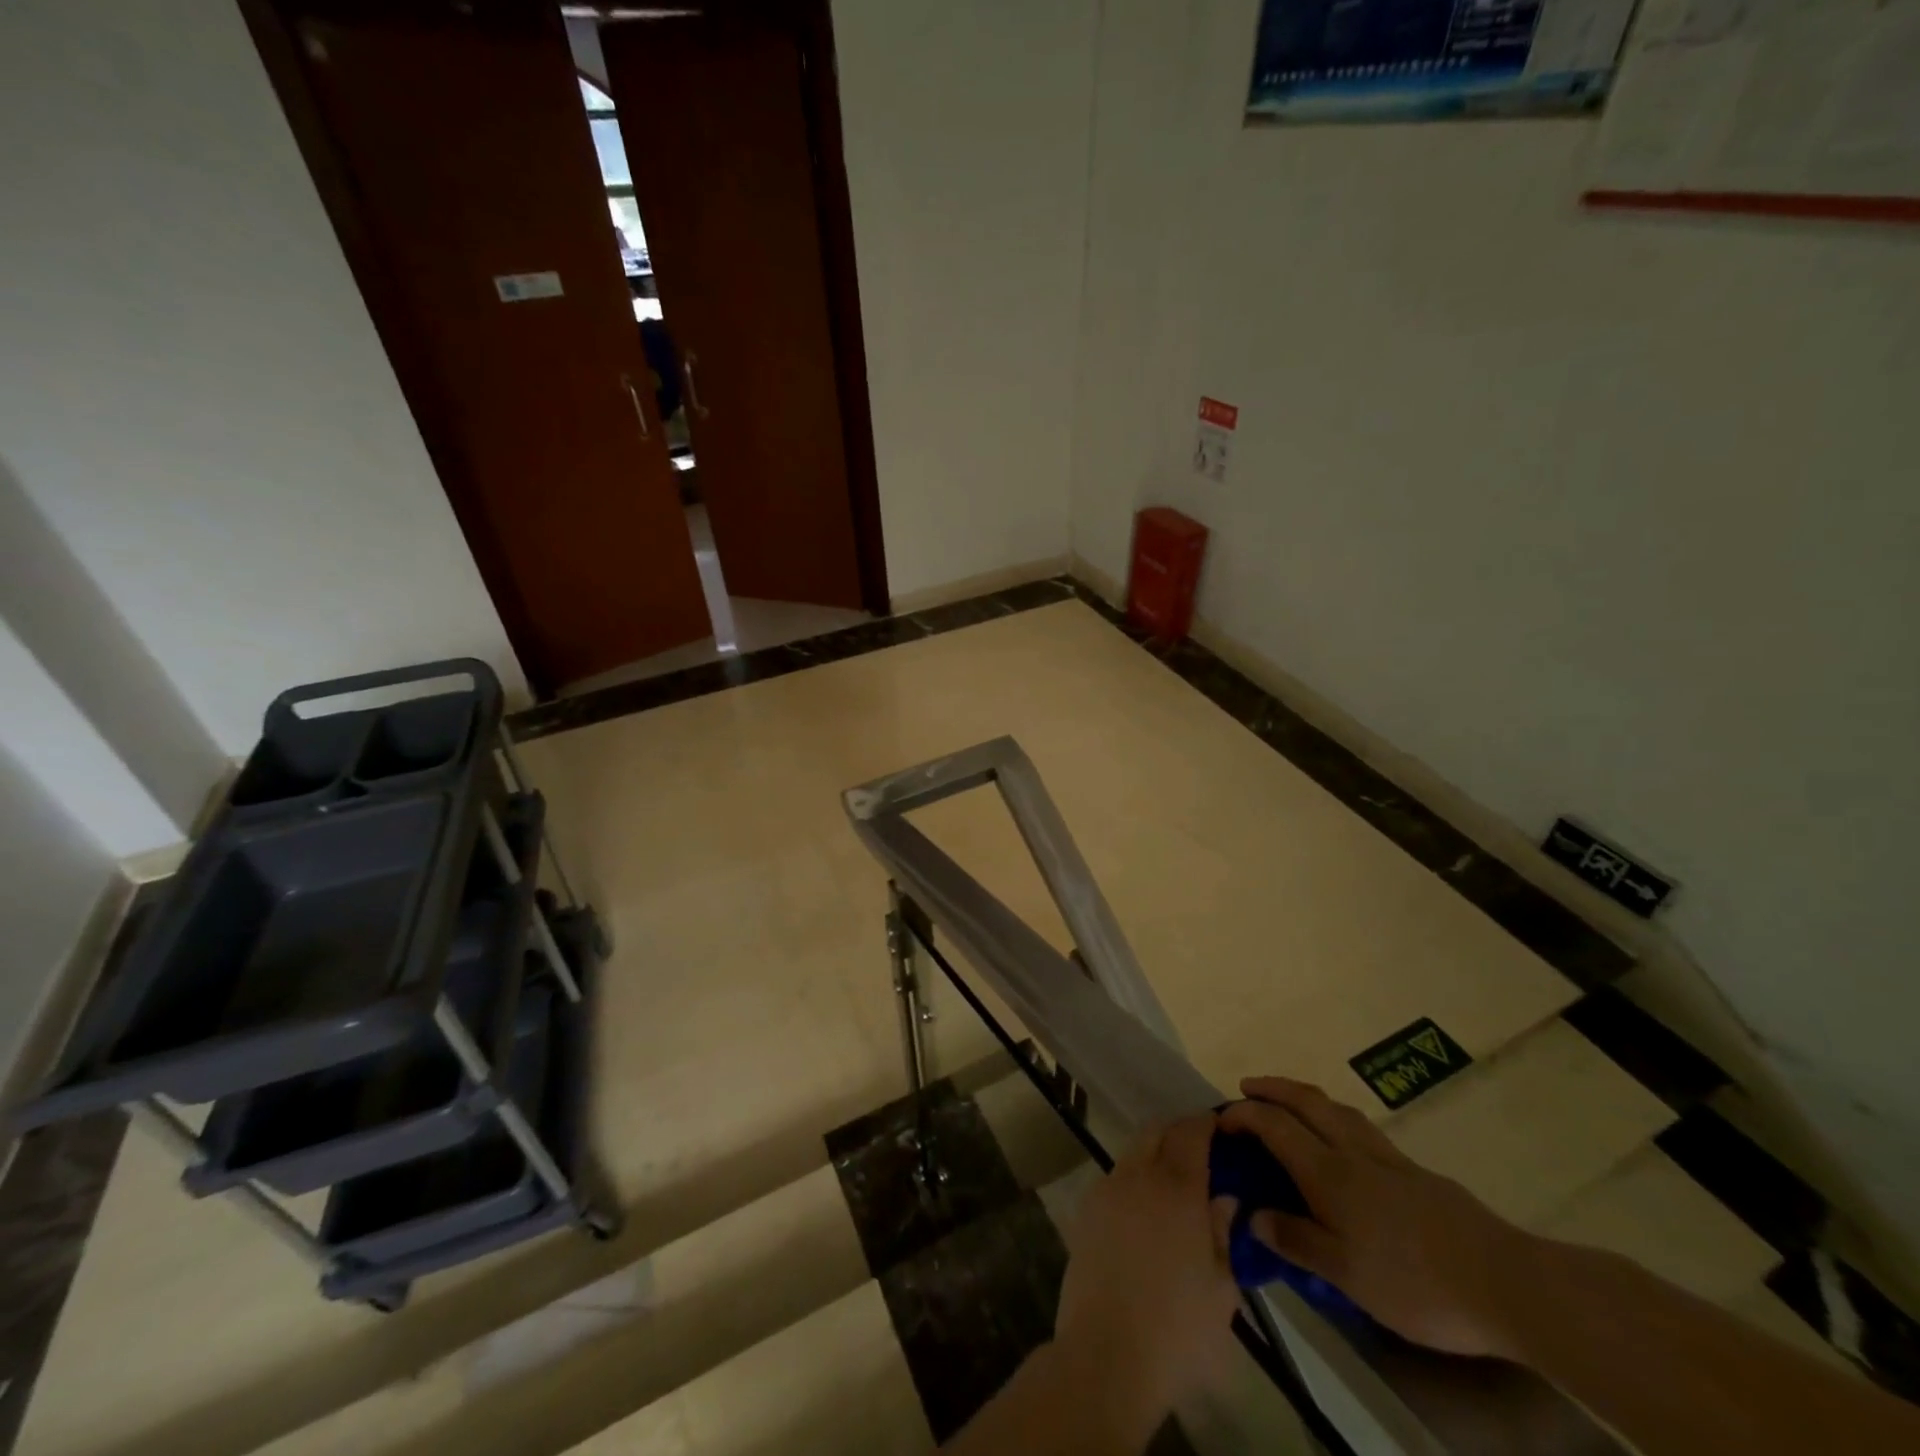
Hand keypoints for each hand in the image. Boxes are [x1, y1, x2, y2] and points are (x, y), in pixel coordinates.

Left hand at [1052, 1116, 1241, 1426]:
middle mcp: (1138, 1175)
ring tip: (1173, 1183)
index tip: (1220, 1124)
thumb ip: (1222, 1233)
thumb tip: (1224, 1198)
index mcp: (1177, 1188)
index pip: (1191, 1132)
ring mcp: (1107, 1189)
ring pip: (1133, 1152)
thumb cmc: (1177, 1329)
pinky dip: (1134, 1179)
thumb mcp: (1220, 1288)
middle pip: (1156, 1131)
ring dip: (1153, 1154)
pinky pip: (1115, 1178)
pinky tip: (1145, 1211)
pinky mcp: (1086, 1209)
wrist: (1106, 1354)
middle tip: (1199, 1151)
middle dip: (1177, 1132)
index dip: (1205, 1122)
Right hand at [1219, 1077, 1537, 1358]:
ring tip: (1291, 1103)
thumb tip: (1252, 1216)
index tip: (1221, 1121)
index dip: (1243, 1116)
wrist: (1506, 1284)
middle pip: (1307, 1101)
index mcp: (1329, 1172)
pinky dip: (1337, 1120)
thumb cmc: (1414, 1282)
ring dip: (1306, 1096)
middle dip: (1273, 1088)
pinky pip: (1363, 1129)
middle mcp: (1353, 1152)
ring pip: (1338, 1109)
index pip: (1274, 1126)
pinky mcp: (1418, 1174)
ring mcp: (1389, 1159)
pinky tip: (1345, 1145)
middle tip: (1248, 1086)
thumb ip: (1296, 1241)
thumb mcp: (1345, 1274)